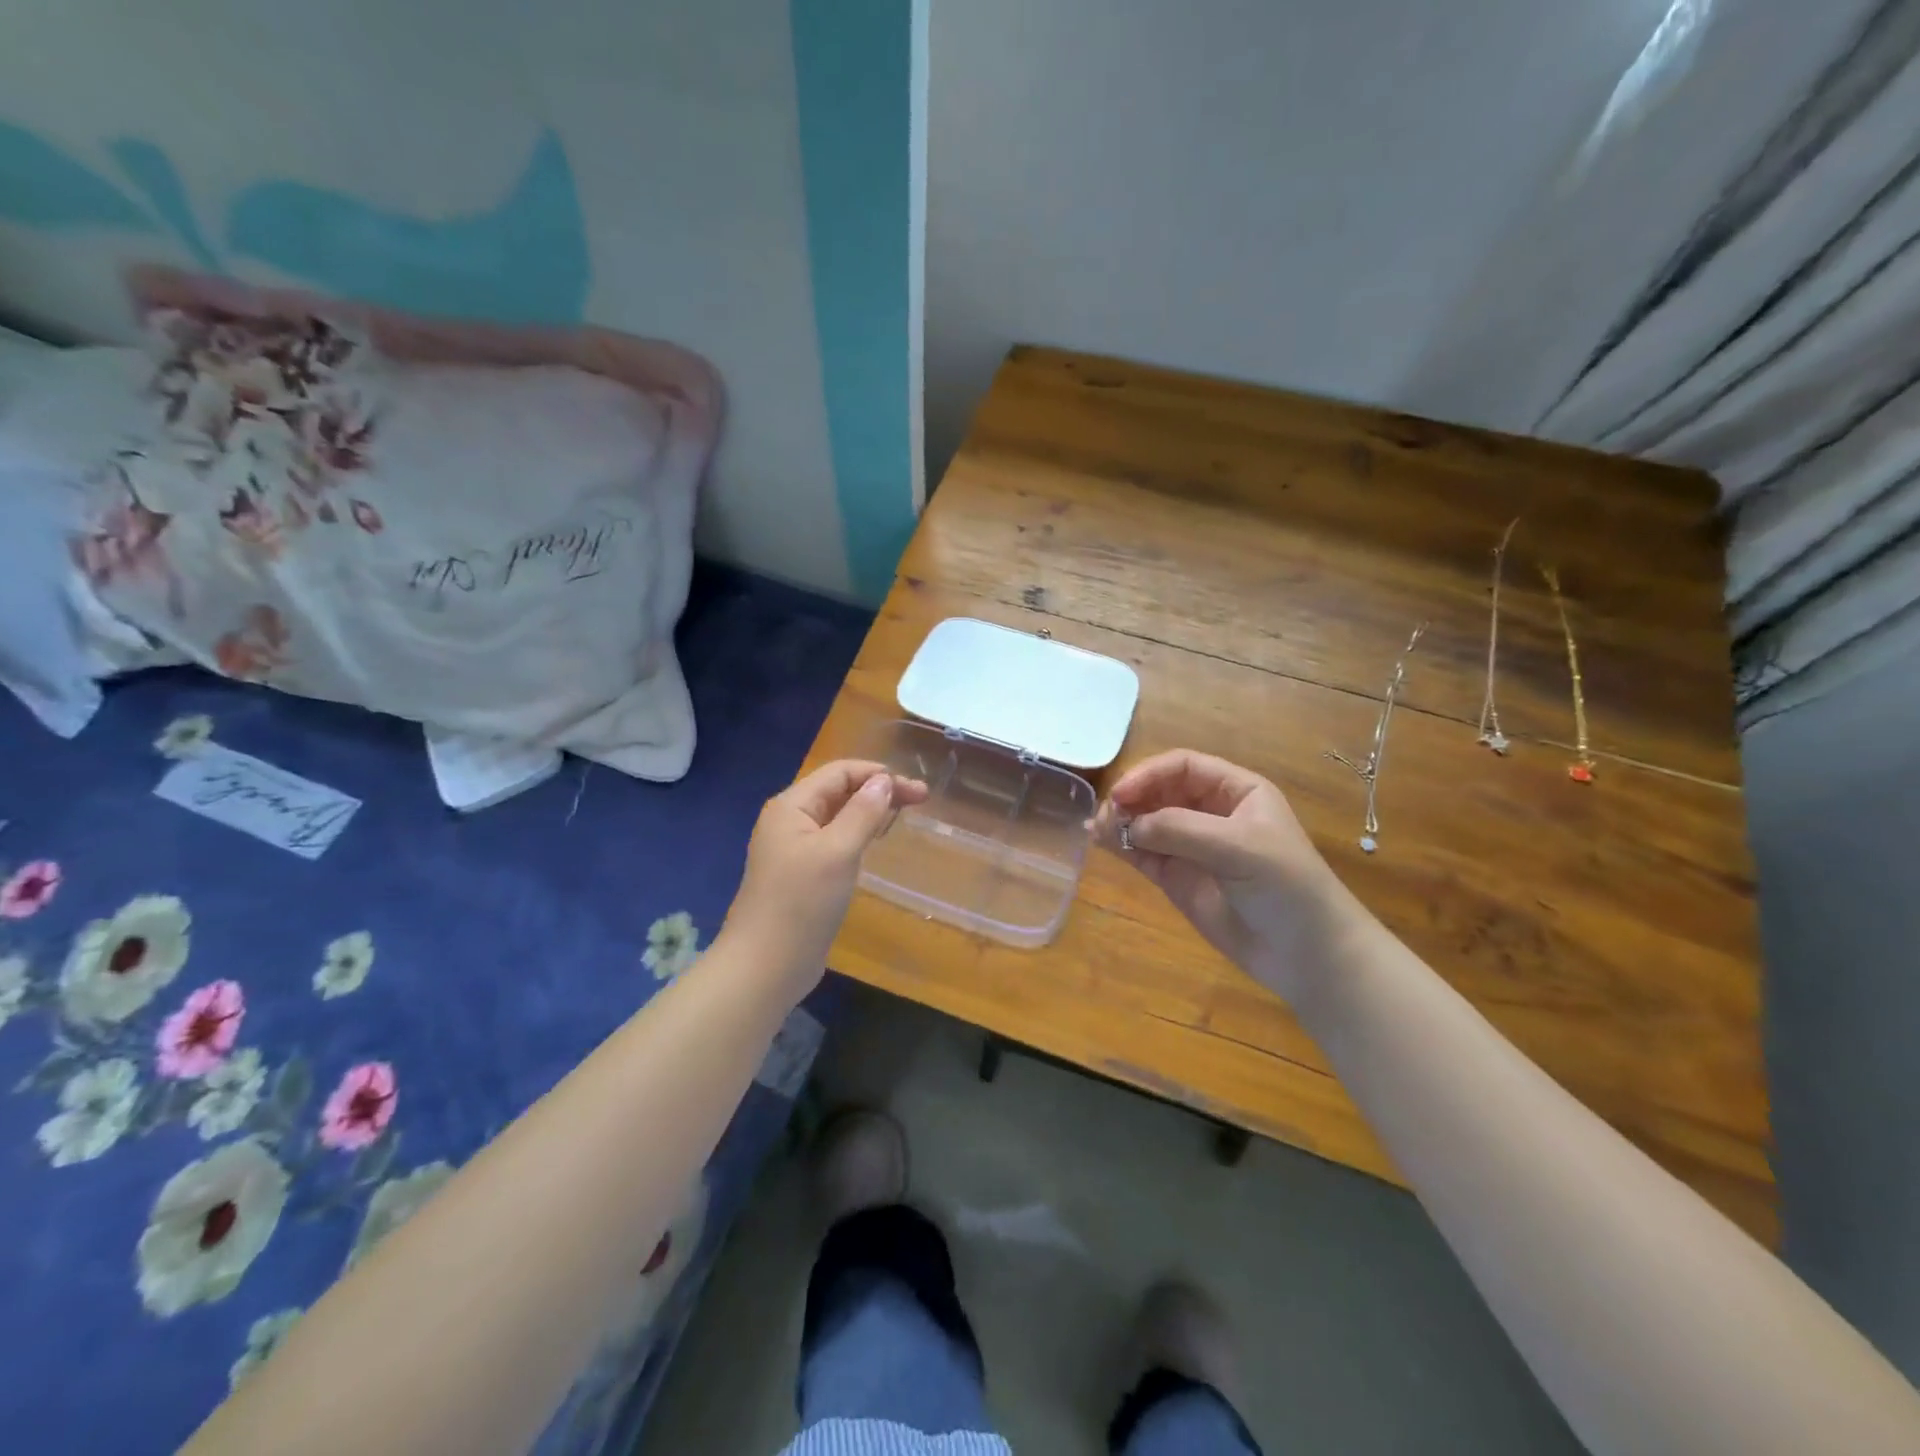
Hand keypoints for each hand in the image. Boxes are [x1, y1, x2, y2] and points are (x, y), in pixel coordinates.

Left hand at [721, 760, 927, 1003]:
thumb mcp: (837, 852)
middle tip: (921, 801)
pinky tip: (875, 843)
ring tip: (903, 816)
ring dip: (870, 811)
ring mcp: (794, 849)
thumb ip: (862, 812)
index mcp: (791, 806)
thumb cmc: (801, 903)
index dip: (879, 774)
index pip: (840, 772)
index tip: (917, 791)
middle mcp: (790, 821)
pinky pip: (835, 842)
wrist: (766, 966)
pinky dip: (859, 835)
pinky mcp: (802, 875)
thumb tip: (883, 781)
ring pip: (838, 817)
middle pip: (839, 791)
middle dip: (879, 790)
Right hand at [1094, 750, 1353, 1002]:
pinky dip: (1120, 845)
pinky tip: (1100, 841)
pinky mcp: (1178, 878)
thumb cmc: (1285, 886)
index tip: (1122, 794)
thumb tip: (1125, 824)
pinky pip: (1143, 852)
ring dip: (1120, 820)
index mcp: (1236, 791)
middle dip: (1132, 797)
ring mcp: (1192, 846)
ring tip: (1097, 830)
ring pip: (1146, 821)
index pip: (1183, 767)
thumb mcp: (1239, 847)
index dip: (1149, 774)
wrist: (1307, 955)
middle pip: (1159, 790)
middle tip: (1107, 815)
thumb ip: (1180, 829)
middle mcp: (1211, 812)